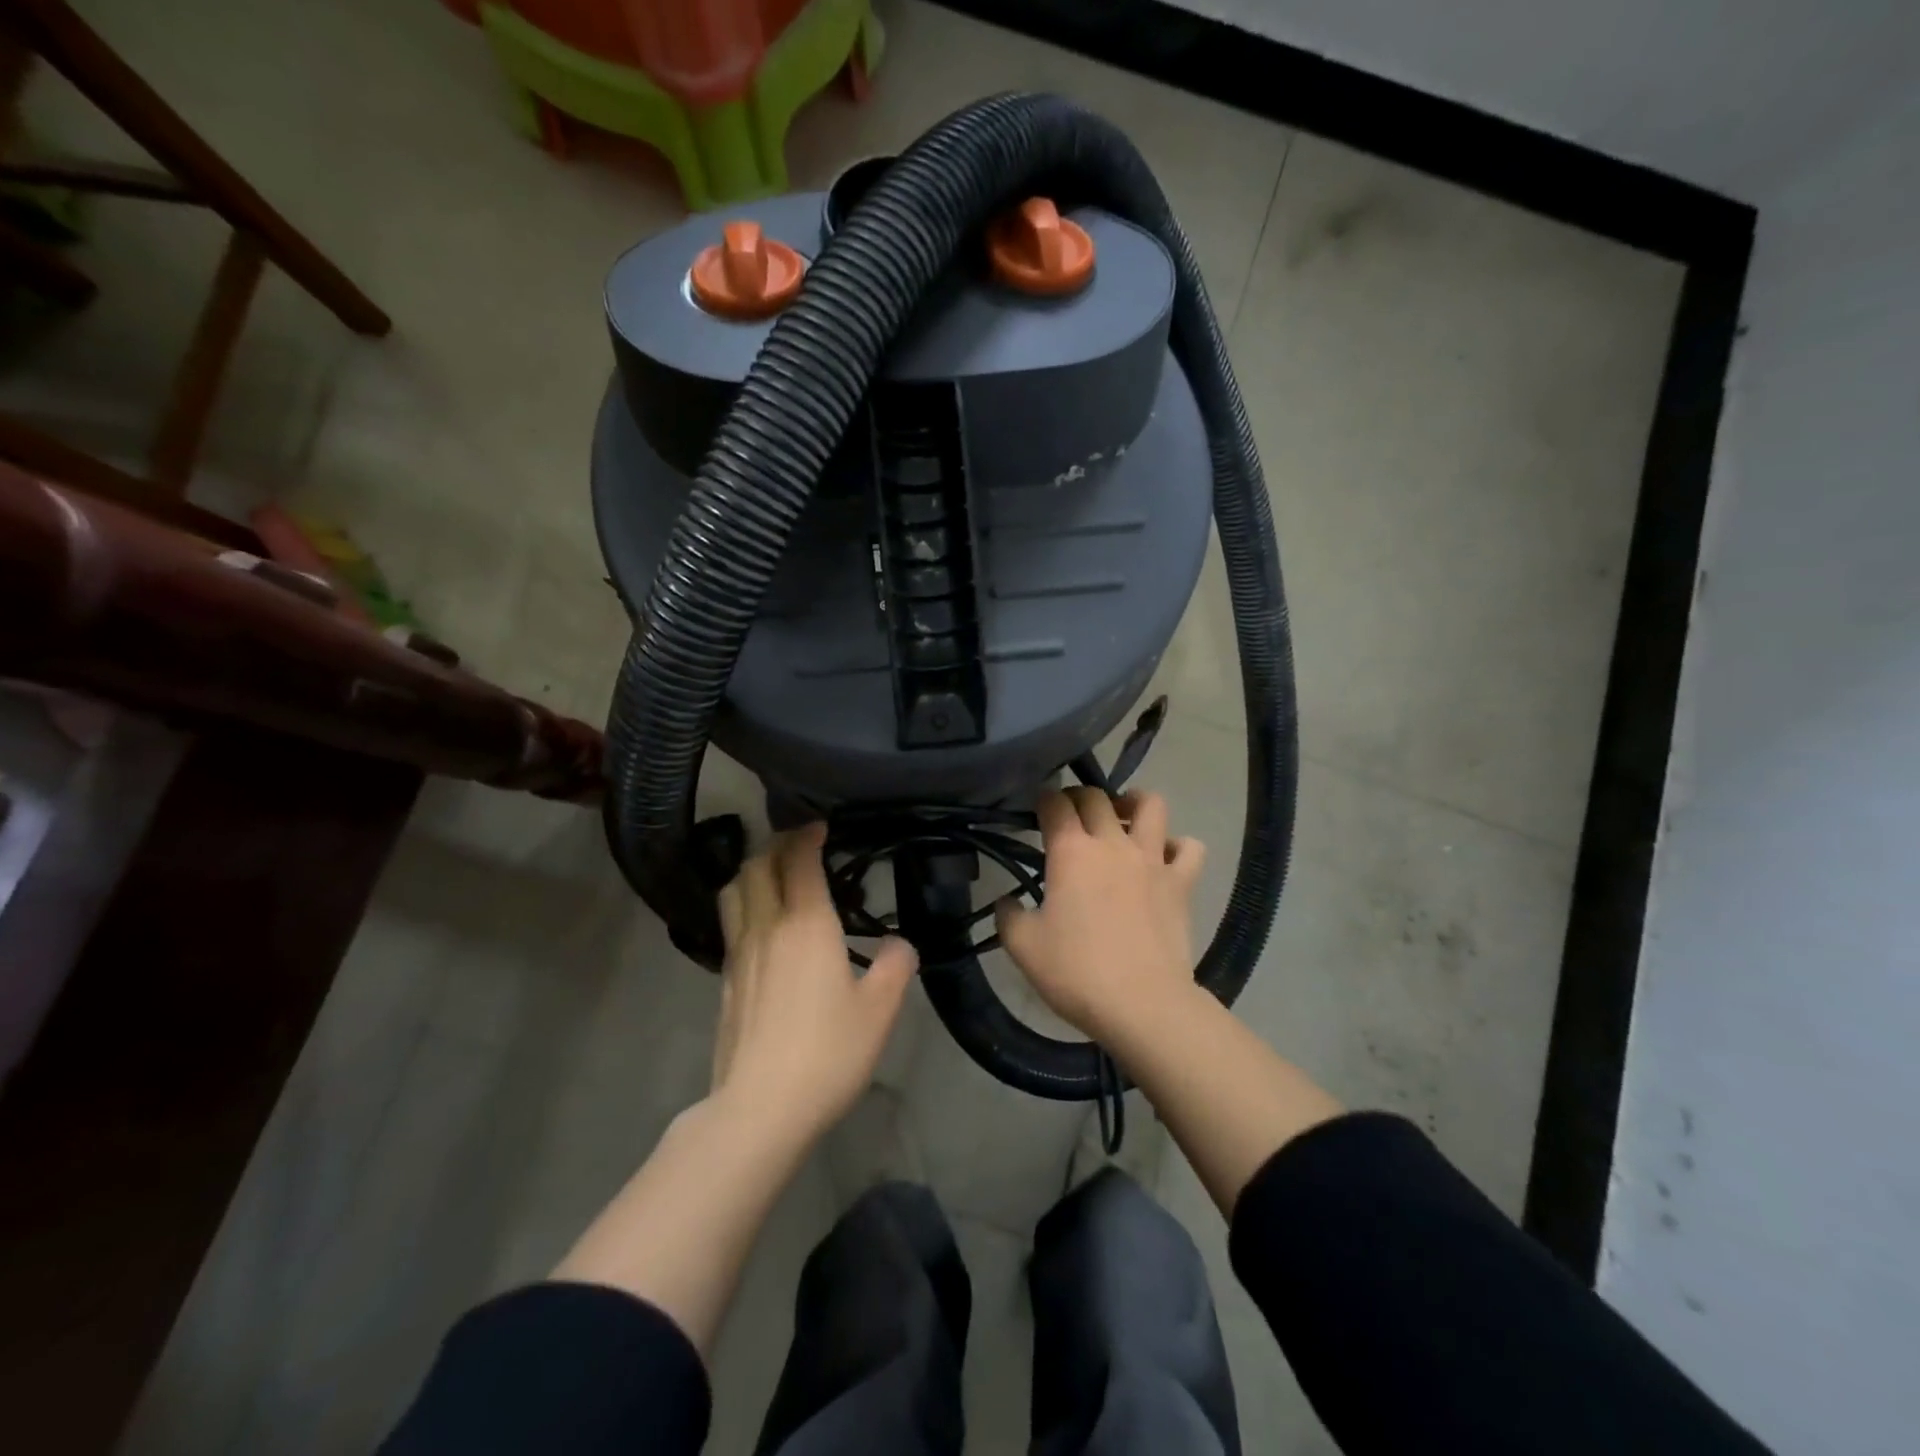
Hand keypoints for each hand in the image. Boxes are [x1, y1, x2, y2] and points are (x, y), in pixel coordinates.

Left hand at [713, 822, 917, 1140]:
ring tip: (774, 875)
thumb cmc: (828, 1052)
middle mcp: (766, 927)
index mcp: (806, 924)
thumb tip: (898, 943)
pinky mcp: (724, 981)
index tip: (821, 826)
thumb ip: (895, 966)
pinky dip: (744, 905)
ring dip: (752, 870)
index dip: (807, 836)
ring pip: (733, 891)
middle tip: (799, 845)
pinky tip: (763, 926)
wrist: (759, 1108)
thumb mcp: (880, 1010)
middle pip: (756, 866)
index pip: (799, 860)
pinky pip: (730, 924)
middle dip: (776, 845)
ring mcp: (738, 953)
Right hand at [996, 787, 1205, 1044]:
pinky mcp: (1181, 883)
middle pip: (1097, 796)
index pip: (1055, 803)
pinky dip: (1177, 847)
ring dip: (1135, 804)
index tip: (1038, 810)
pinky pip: (1189, 848)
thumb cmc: (1076, 972)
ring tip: (1124, 819)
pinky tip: (1164, 860)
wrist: (1142, 1004)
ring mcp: (1152, 860)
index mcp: (1071, 852)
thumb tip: (1007, 901)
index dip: (1044, 799)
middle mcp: (1112, 843)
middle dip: (1079, 797)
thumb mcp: (1022, 947)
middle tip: (1071, 817)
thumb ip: (1008, 915)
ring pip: (1151, 805)